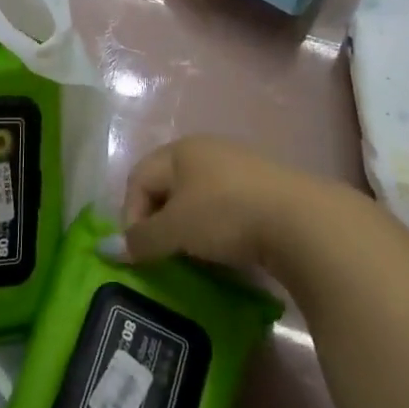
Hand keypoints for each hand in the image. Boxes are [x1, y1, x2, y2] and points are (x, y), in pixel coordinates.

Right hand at [117, 136, 322, 269]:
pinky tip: (228, 251)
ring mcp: (239, 167)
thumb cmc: (225, 214)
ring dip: (190, 228)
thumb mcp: (176, 229)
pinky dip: (219, 229)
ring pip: (199, 198)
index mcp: (179, 150)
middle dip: (160, 221)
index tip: (140, 250)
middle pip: (168, 186)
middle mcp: (206, 150)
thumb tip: (105, 249)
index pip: (138, 178)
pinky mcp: (266, 189)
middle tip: (164, 254)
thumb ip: (141, 239)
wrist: (302, 221)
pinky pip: (227, 207)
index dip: (131, 214)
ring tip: (195, 257)